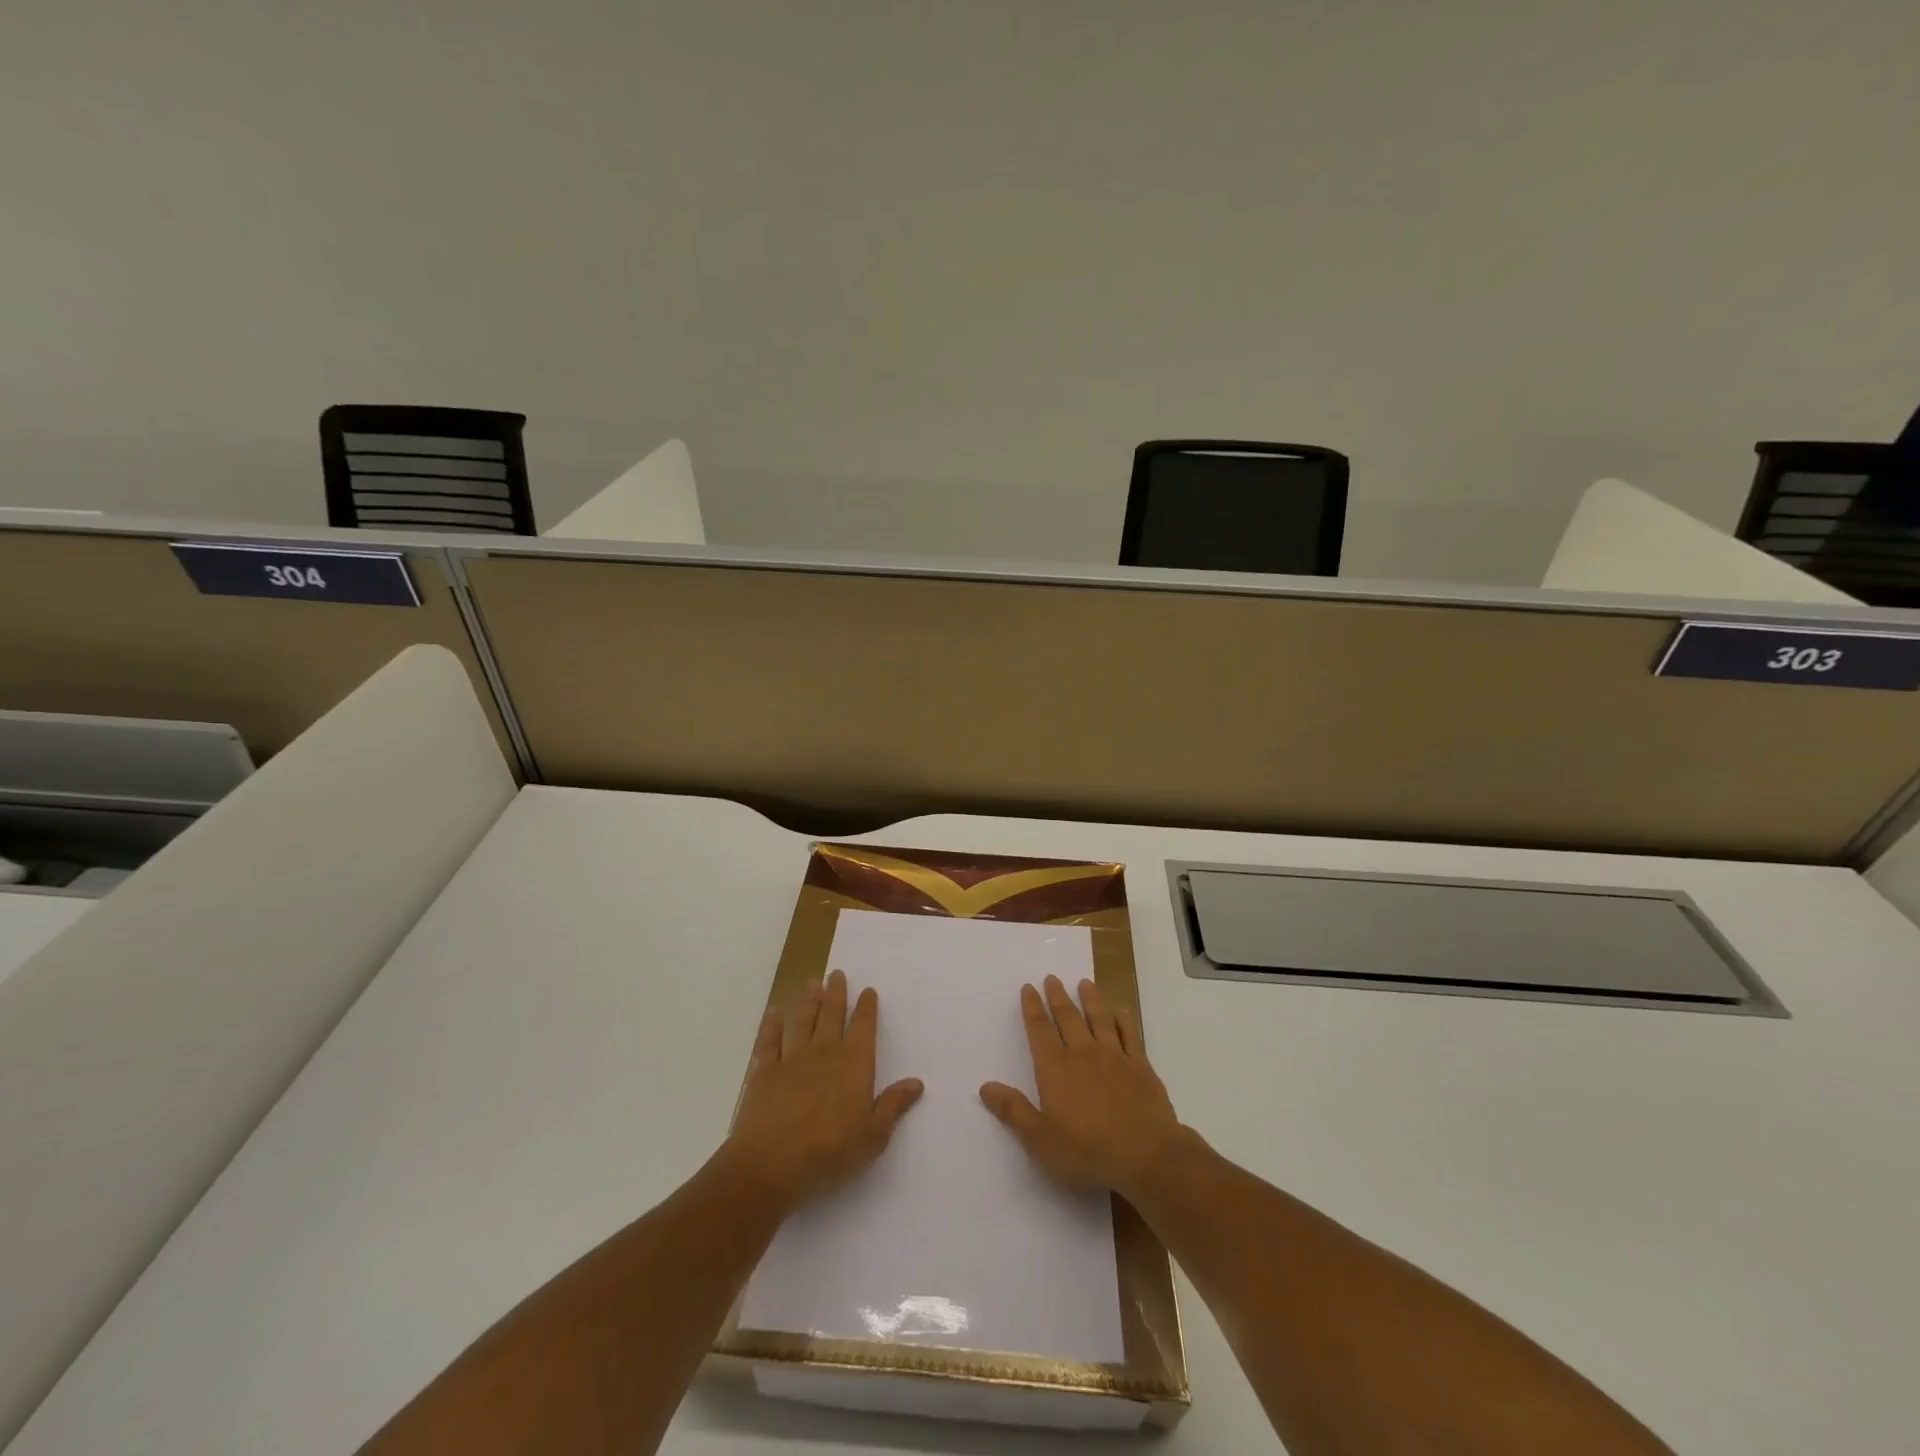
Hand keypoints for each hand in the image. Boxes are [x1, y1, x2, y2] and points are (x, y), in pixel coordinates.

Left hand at [725, 970, 923, 1210]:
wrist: (771, 1163)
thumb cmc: (830, 1151)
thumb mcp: (873, 1135)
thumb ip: (893, 1106)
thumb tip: (916, 1083)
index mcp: (854, 1063)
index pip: (863, 1027)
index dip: (866, 1007)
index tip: (867, 990)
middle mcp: (824, 1052)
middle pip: (831, 1014)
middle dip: (836, 993)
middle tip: (836, 973)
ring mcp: (792, 1059)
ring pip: (802, 1021)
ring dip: (808, 1001)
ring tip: (812, 983)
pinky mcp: (764, 1072)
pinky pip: (769, 1042)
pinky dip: (772, 1026)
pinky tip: (773, 1015)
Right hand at [979, 974, 1189, 1198]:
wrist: (1147, 1156)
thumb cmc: (1087, 1152)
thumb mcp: (1040, 1140)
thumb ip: (1013, 1111)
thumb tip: (985, 1086)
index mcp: (1056, 1069)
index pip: (1039, 1030)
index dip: (1032, 1008)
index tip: (1028, 987)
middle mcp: (1083, 1054)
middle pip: (1068, 1017)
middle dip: (1058, 996)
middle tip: (1052, 978)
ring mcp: (1115, 1057)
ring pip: (1100, 1019)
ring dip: (1090, 999)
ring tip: (1085, 983)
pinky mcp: (1141, 1067)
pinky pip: (1130, 1035)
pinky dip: (1124, 1020)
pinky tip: (1121, 1011)